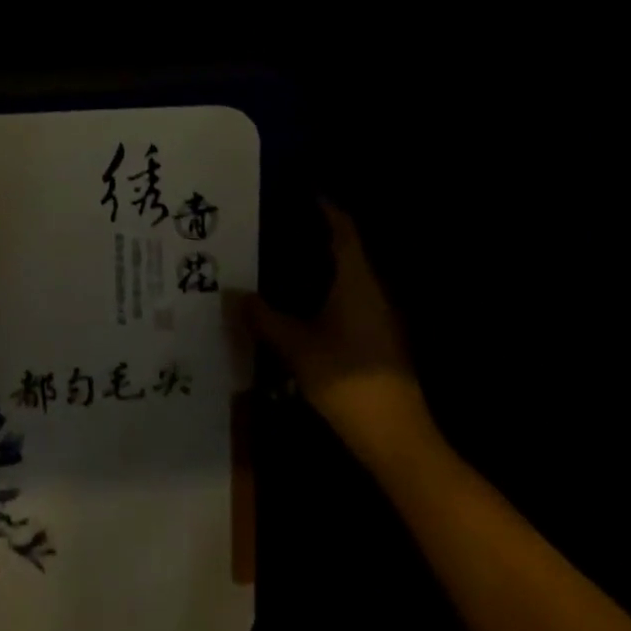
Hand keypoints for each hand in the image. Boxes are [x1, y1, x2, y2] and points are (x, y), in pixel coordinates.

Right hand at [246, 200, 436, 469]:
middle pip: (347, 249)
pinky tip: (303, 299)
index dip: (325, 207)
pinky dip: (328, 288)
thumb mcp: (295, 346)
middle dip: (317, 233)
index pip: (343, 229)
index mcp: (357, 280)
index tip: (300, 191)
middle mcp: (373, 290)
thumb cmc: (347, 379)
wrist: (397, 440)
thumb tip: (234, 294)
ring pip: (349, 275)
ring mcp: (380, 316)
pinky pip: (351, 297)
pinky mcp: (379, 340)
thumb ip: (264, 317)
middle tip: (280, 222)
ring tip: (284, 256)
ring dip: (322, 263)